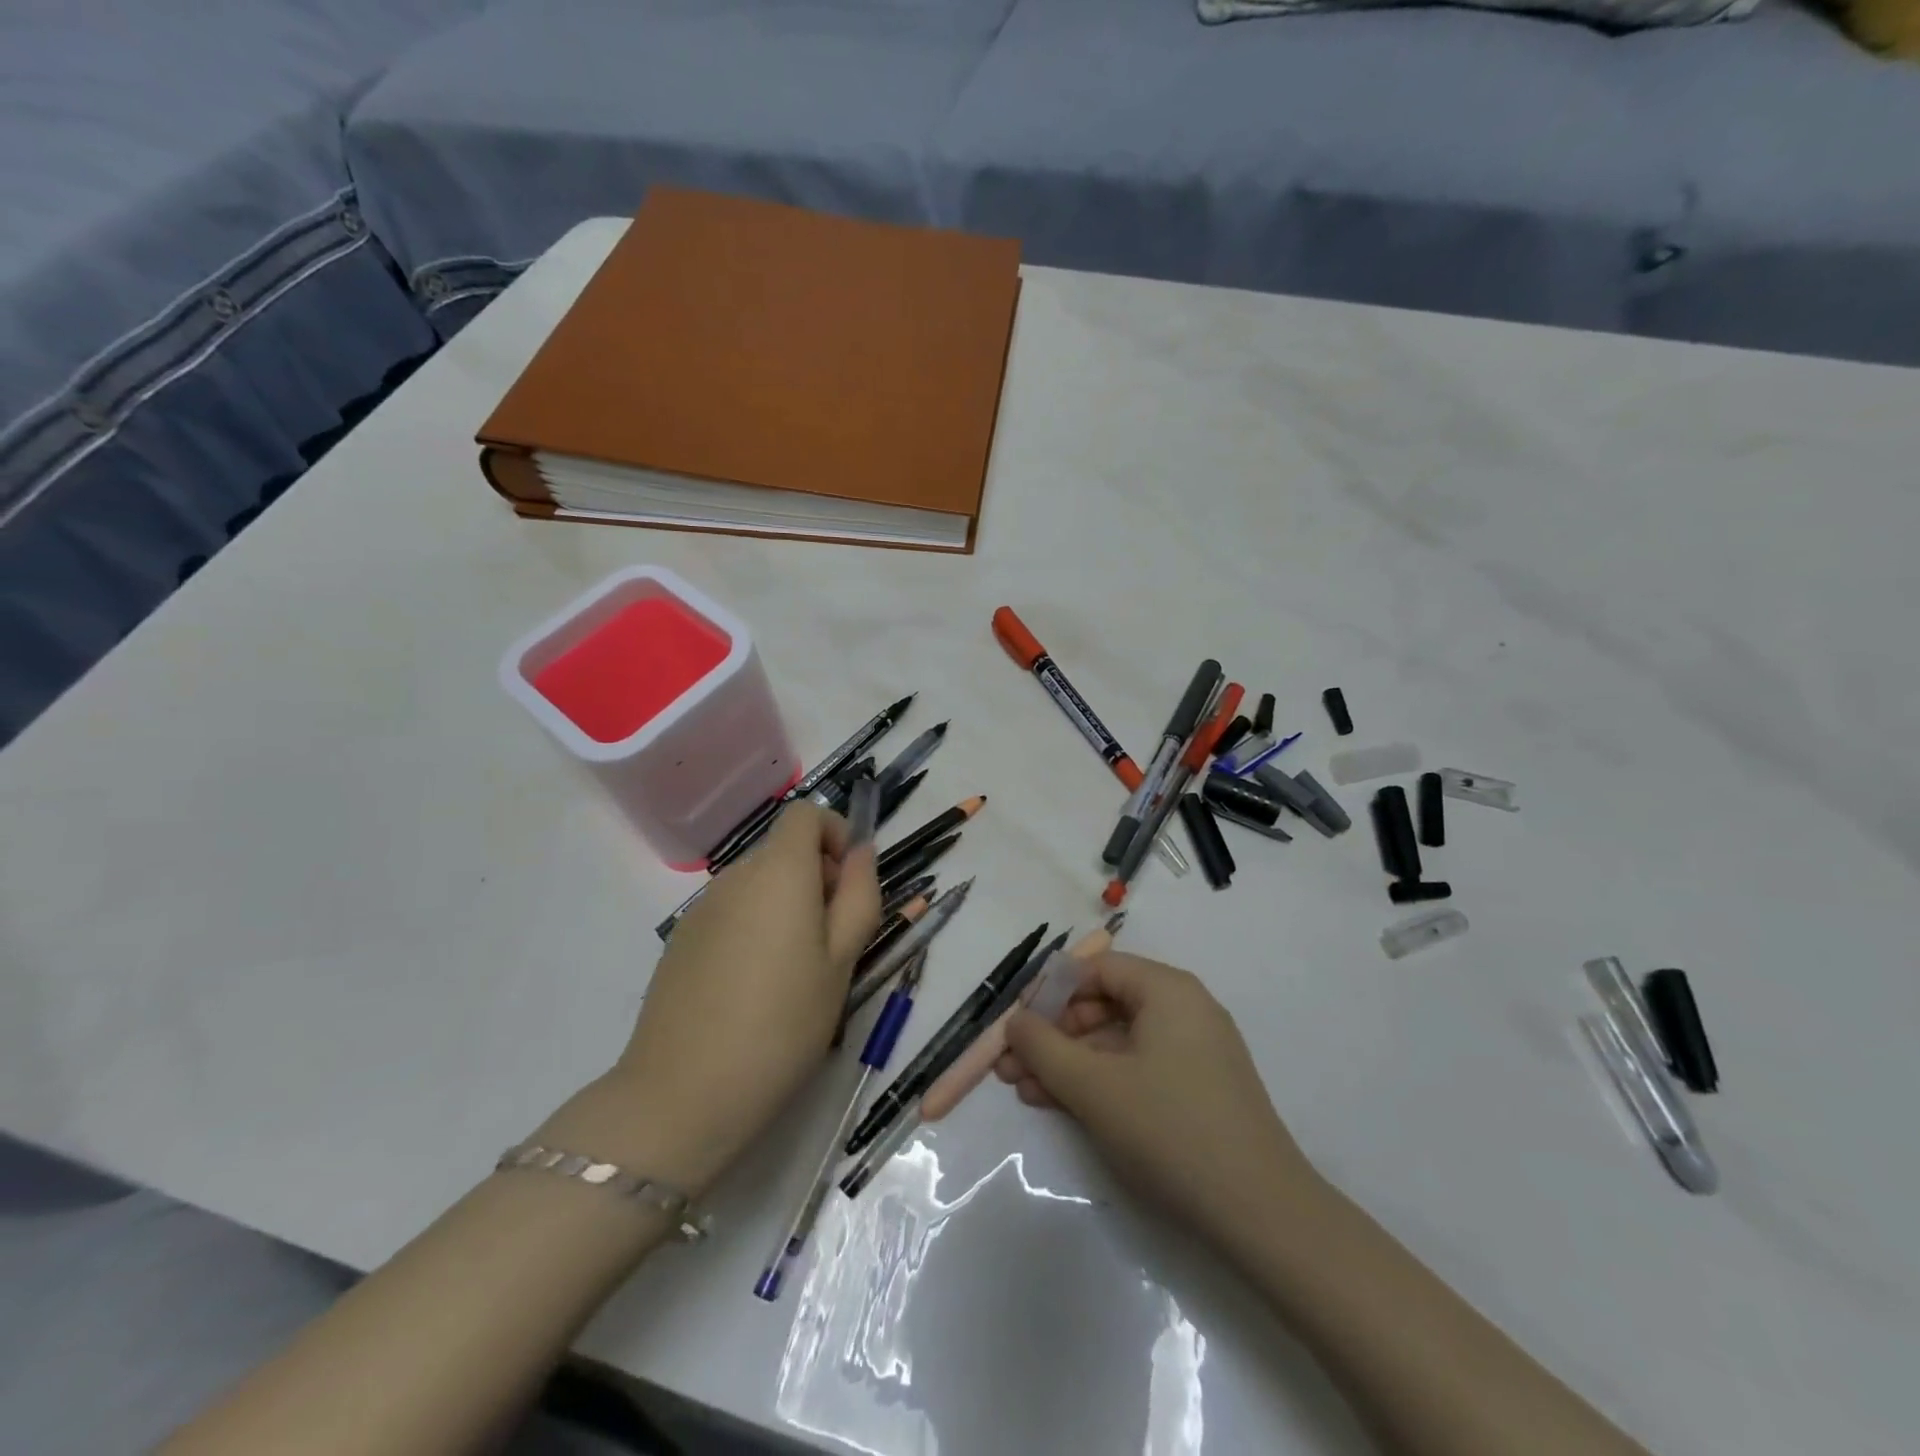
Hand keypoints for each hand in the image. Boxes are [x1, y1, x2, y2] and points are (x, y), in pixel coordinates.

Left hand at [567, 801, 881, 1194]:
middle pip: (783, 849)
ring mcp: (701, 908)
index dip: (834, 833)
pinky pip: (730, 912)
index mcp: (779, 872)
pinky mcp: (680, 940)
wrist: (683, 1093)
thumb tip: (861, 851)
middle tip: (833, 940)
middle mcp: (735, 875)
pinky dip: (754, 926)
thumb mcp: (843, 961)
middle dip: (817, 876)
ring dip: (786, 904)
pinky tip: (754, 987)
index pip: (805, 812)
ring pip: (757, 883)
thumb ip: (859, 894)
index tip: (848, 883)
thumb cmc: (783, 1023)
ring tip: (796, 970)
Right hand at [998, 952, 1322, 1251]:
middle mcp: (1184, 1008)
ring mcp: (1194, 1050)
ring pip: (1116, 1041)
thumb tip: (1014, 1022)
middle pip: (1104, 1004)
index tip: (1016, 1025)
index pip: (1095, 969)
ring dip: (1068, 1062)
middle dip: (1053, 1035)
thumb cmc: (1170, 1130)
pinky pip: (1137, 1067)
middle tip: (1012, 1067)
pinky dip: (1099, 1081)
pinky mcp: (1198, 1088)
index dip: (1049, 993)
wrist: (1262, 1215)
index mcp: (1167, 990)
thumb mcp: (1093, 1086)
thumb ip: (1043, 1047)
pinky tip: (1062, 1105)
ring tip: (1025, 1091)